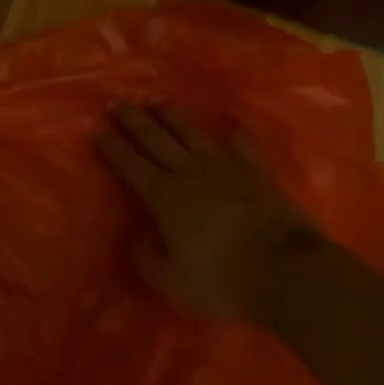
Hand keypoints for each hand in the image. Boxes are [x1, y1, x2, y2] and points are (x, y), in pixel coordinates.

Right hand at [93, 102, 316, 325]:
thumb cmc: (223, 280)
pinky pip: (240, 141)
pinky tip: (227, 117)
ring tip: (156, 103)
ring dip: (171, 116)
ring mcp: (225, 166)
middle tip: (117, 103)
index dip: (113, 146)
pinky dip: (232, 128)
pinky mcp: (255, 171)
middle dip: (133, 121)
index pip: (131, 164)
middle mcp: (190, 171)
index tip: (97, 128)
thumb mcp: (172, 281)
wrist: (287, 271)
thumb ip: (148, 258)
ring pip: (191, 133)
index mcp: (164, 196)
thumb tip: (136, 238)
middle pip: (155, 139)